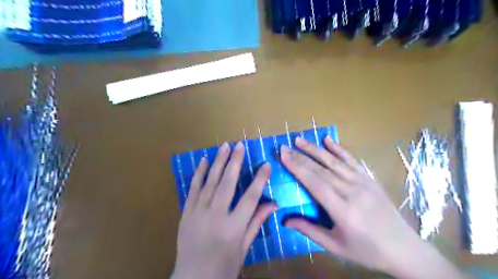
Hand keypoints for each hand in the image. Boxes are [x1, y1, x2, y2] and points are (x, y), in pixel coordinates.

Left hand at [172, 141, 277, 278]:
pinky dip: (199, 173)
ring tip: (224, 146)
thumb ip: (256, 223)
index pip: (250, 197)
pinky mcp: (186, 212)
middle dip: (235, 162)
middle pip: (228, 183)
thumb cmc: (223, 266)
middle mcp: (215, 215)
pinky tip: (204, 161)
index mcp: (233, 227)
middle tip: (240, 145)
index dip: (260, 179)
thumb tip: (273, 203)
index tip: (266, 165)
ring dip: (218, 162)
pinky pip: (193, 188)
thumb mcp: (244, 248)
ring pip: (210, 181)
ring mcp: (198, 212)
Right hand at [279, 136, 471, 276]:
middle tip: (284, 147)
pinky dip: (339, 149)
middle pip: (321, 169)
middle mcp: (352, 192)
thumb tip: (284, 221)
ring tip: (299, 140)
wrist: (404, 248)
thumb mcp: (335, 246)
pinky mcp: (370, 179)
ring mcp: (363, 183)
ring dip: (315, 149)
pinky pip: (352, 160)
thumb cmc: (366, 250)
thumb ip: (309, 230)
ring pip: (334, 162)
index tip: (283, 156)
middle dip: (300, 156)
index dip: (297, 167)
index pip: (314, 183)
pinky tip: (328, 140)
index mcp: (342, 210)